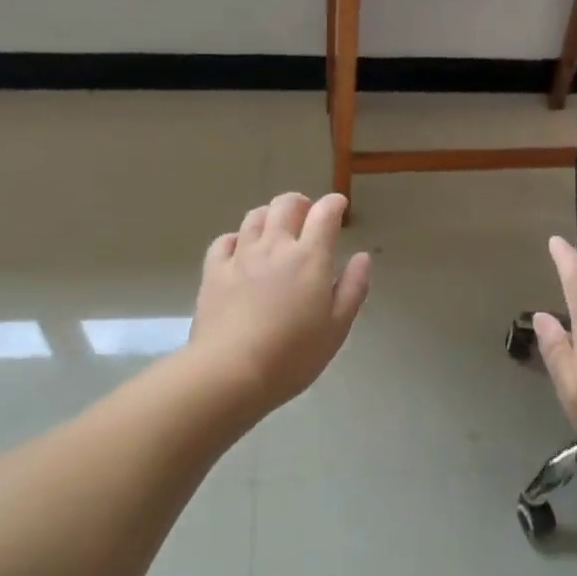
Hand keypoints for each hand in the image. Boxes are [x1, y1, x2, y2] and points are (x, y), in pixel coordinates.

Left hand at [188, 192, 372, 416]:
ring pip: (255, 217)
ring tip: (275, 229)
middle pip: (286, 205)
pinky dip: (237, 238)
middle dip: (300, 203)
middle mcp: (275, 247)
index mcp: (309, 258)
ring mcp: (240, 256)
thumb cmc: (293, 355)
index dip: (334, 204)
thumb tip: (362, 256)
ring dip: (270, 215)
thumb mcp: (337, 327)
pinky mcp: (214, 271)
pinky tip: (240, 250)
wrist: (231, 372)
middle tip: (307, 216)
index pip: (324, 214)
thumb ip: (353, 287)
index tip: (339, 207)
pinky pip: (224, 241)